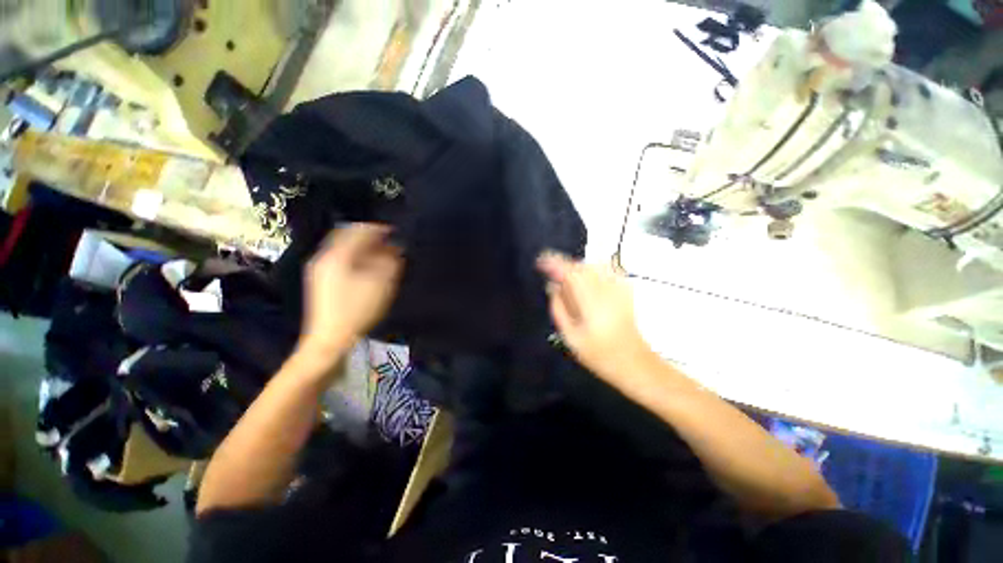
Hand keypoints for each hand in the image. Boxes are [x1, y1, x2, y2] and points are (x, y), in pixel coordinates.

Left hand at [299, 224, 402, 357]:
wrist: (329, 339)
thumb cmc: (357, 310)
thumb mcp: (380, 284)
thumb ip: (390, 262)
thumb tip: (395, 248)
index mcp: (338, 255)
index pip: (358, 230)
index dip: (379, 229)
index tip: (395, 232)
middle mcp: (324, 257)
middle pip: (348, 236)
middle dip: (370, 237)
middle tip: (389, 244)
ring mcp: (320, 269)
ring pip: (344, 248)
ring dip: (363, 247)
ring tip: (381, 255)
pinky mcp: (321, 280)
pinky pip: (340, 259)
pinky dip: (356, 257)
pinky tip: (367, 267)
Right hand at [537, 251, 657, 383]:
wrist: (633, 362)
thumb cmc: (598, 354)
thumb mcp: (570, 337)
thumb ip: (559, 308)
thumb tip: (552, 286)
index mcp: (590, 301)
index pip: (570, 272)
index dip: (554, 263)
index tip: (541, 262)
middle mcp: (605, 289)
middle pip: (582, 265)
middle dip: (564, 264)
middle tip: (552, 272)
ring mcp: (618, 288)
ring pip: (594, 265)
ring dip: (577, 266)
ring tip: (567, 276)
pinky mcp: (626, 290)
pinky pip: (607, 270)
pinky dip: (593, 269)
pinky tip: (587, 278)